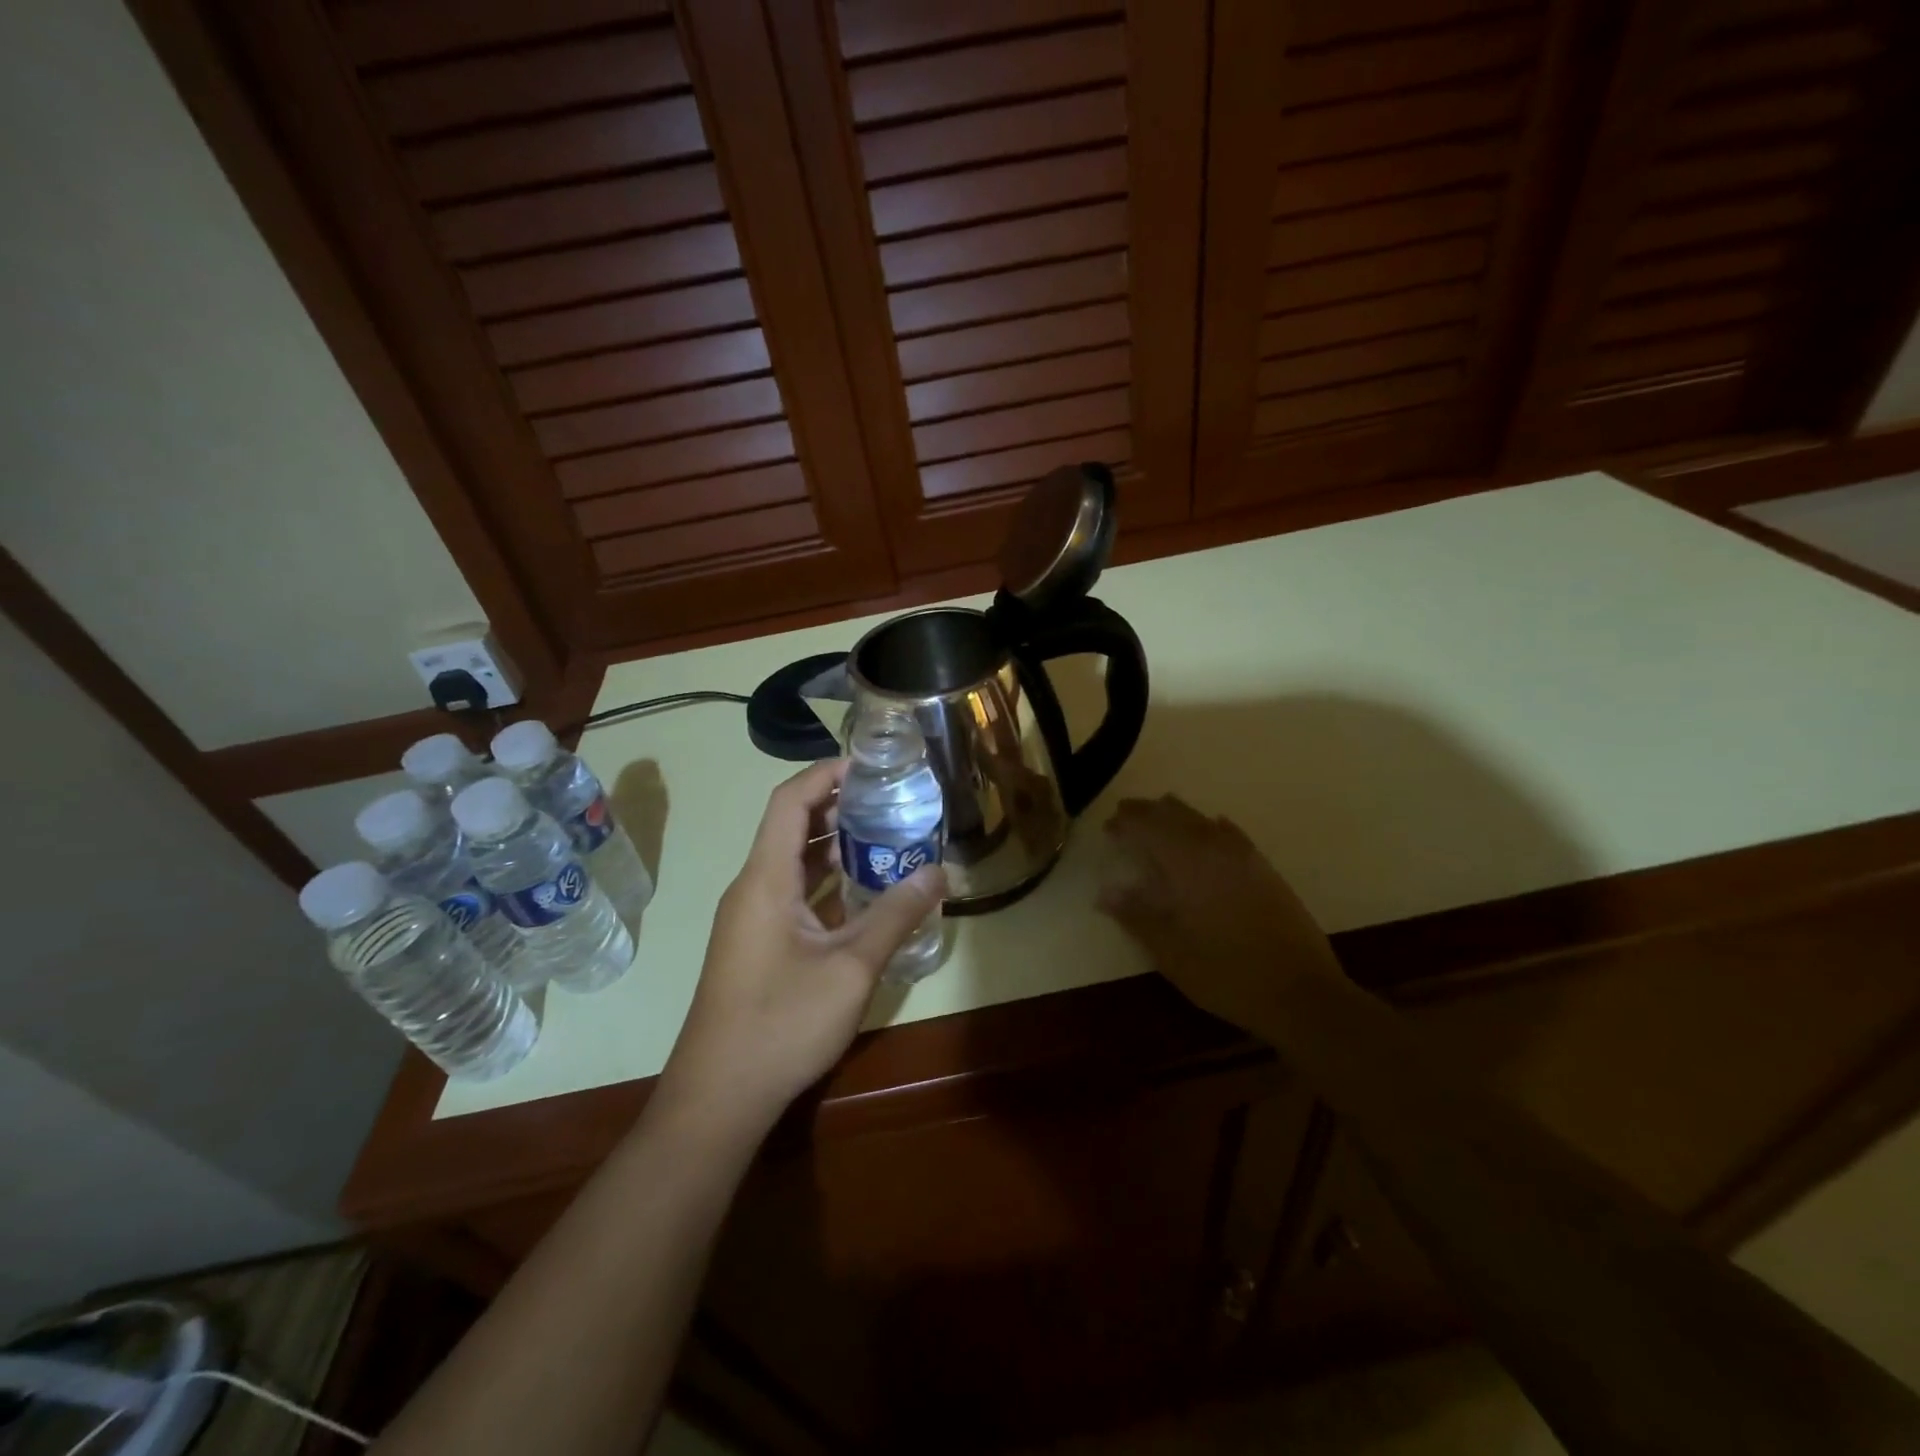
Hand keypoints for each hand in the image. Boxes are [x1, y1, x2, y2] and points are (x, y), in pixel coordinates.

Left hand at [660, 760, 944, 1130]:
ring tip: (885, 835)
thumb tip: (937, 872)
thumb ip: (895, 915)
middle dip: (837, 806)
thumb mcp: (851, 968)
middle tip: (890, 799)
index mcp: (765, 879)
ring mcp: (752, 918)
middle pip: (790, 827)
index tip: (869, 764)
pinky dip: (826, 881)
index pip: (789, 801)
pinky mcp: (758, 944)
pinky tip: (864, 891)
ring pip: (793, 863)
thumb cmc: (782, 1023)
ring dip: (833, 845)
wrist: (719, 1097)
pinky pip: (793, 894)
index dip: (825, 773)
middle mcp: (753, 888)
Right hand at [1097, 794, 1339, 1038]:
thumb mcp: (1171, 953)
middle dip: (1148, 812)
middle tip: (1125, 817)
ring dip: (1176, 815)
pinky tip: (1211, 829)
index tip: (1108, 827)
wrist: (1302, 994)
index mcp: (1189, 865)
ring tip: (1157, 818)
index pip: (1150, 827)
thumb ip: (1137, 916)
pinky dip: (1211, 826)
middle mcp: (1216, 850)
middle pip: (1176, 815)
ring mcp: (1245, 858)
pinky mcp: (1265, 870)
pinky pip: (1231, 834)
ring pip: (1204, 820)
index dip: (1127, 822)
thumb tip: (1104, 892)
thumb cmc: (1227, 975)